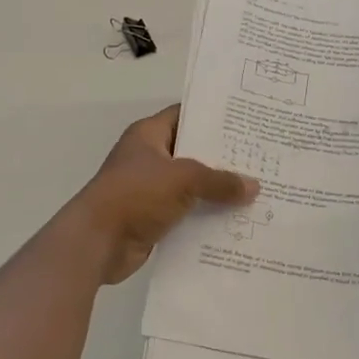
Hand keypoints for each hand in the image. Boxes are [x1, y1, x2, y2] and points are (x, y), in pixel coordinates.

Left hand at [71, 105, 257, 284]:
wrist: (97, 242)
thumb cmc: (135, 194)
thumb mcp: (183, 179)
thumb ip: (220, 181)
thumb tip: (254, 187)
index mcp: (149, 135)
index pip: (186, 116)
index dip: (214, 117)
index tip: (246, 121)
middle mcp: (150, 158)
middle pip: (193, 152)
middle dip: (224, 158)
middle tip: (261, 158)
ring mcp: (151, 189)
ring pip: (193, 185)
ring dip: (218, 191)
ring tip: (258, 190)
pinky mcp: (154, 217)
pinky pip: (188, 212)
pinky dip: (208, 216)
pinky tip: (237, 219)